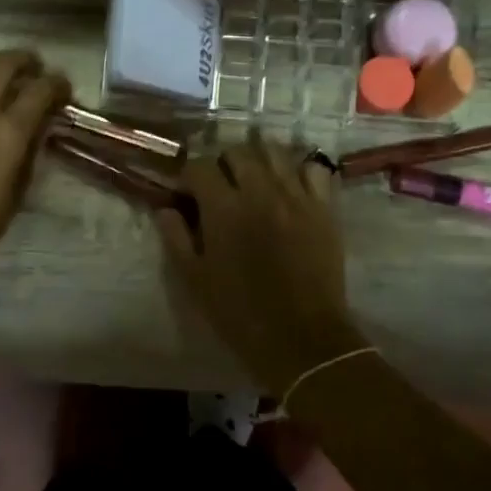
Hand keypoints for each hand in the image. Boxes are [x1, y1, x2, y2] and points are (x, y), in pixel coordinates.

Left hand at [0, 51, 70, 277]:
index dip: (57, 83)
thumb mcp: (18, 189)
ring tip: (3, 71)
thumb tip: (39, 126)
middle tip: (35, 67)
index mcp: (8, 131)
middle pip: (2, 65)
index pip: (39, 90)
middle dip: (24, 60)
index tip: (64, 88)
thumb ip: (30, 150)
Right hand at [155, 136, 363, 393]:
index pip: (200, 166)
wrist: (303, 339)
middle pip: (237, 151)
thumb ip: (176, 237)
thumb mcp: (195, 280)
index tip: (187, 193)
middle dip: (223, 163)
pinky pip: (314, 169)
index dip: (189, 176)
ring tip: (254, 178)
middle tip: (221, 186)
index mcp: (223, 208)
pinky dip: (299, 169)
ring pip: (275, 151)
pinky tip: (291, 185)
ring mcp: (296, 196)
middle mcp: (260, 191)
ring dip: (259, 158)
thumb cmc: (241, 314)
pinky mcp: (324, 207)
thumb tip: (166, 208)